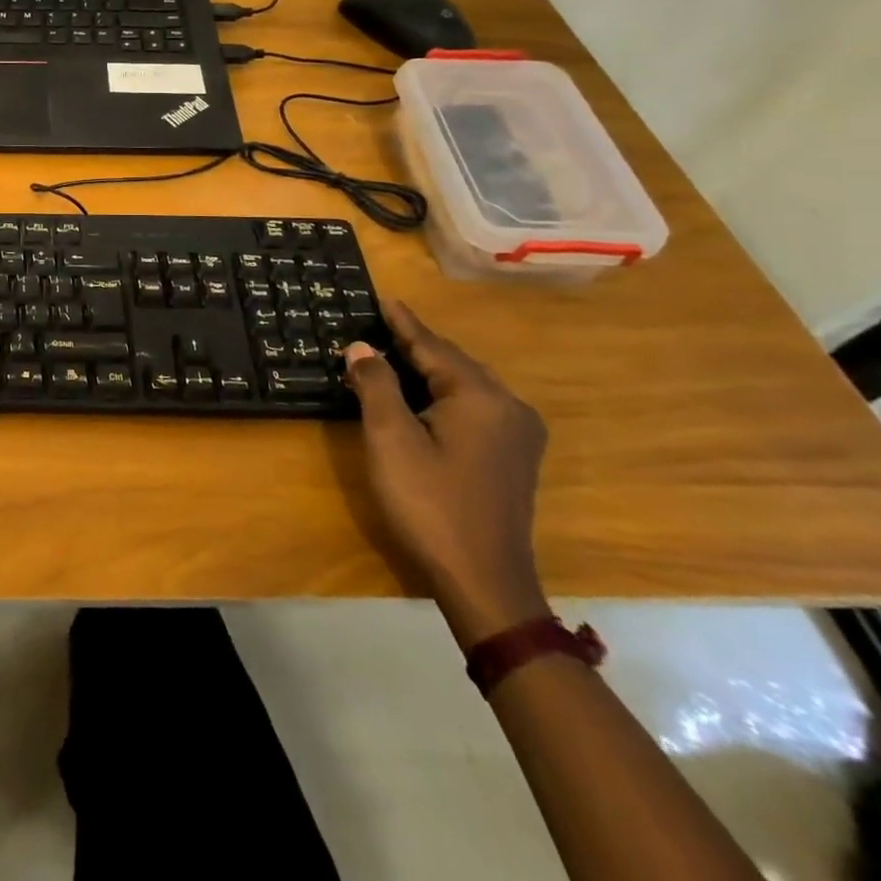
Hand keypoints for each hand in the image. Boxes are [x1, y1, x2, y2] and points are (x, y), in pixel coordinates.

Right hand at [346, 300, 550, 648]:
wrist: (484, 581)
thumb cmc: (430, 503)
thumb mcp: (390, 439)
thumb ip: (376, 385)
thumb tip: (362, 347)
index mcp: (480, 397)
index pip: (433, 346)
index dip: (402, 323)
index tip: (382, 299)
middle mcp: (508, 407)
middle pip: (453, 363)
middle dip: (415, 345)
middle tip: (378, 326)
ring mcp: (517, 434)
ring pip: (466, 385)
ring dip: (429, 370)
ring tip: (392, 355)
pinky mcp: (514, 457)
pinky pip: (475, 407)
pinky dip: (444, 394)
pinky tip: (422, 398)